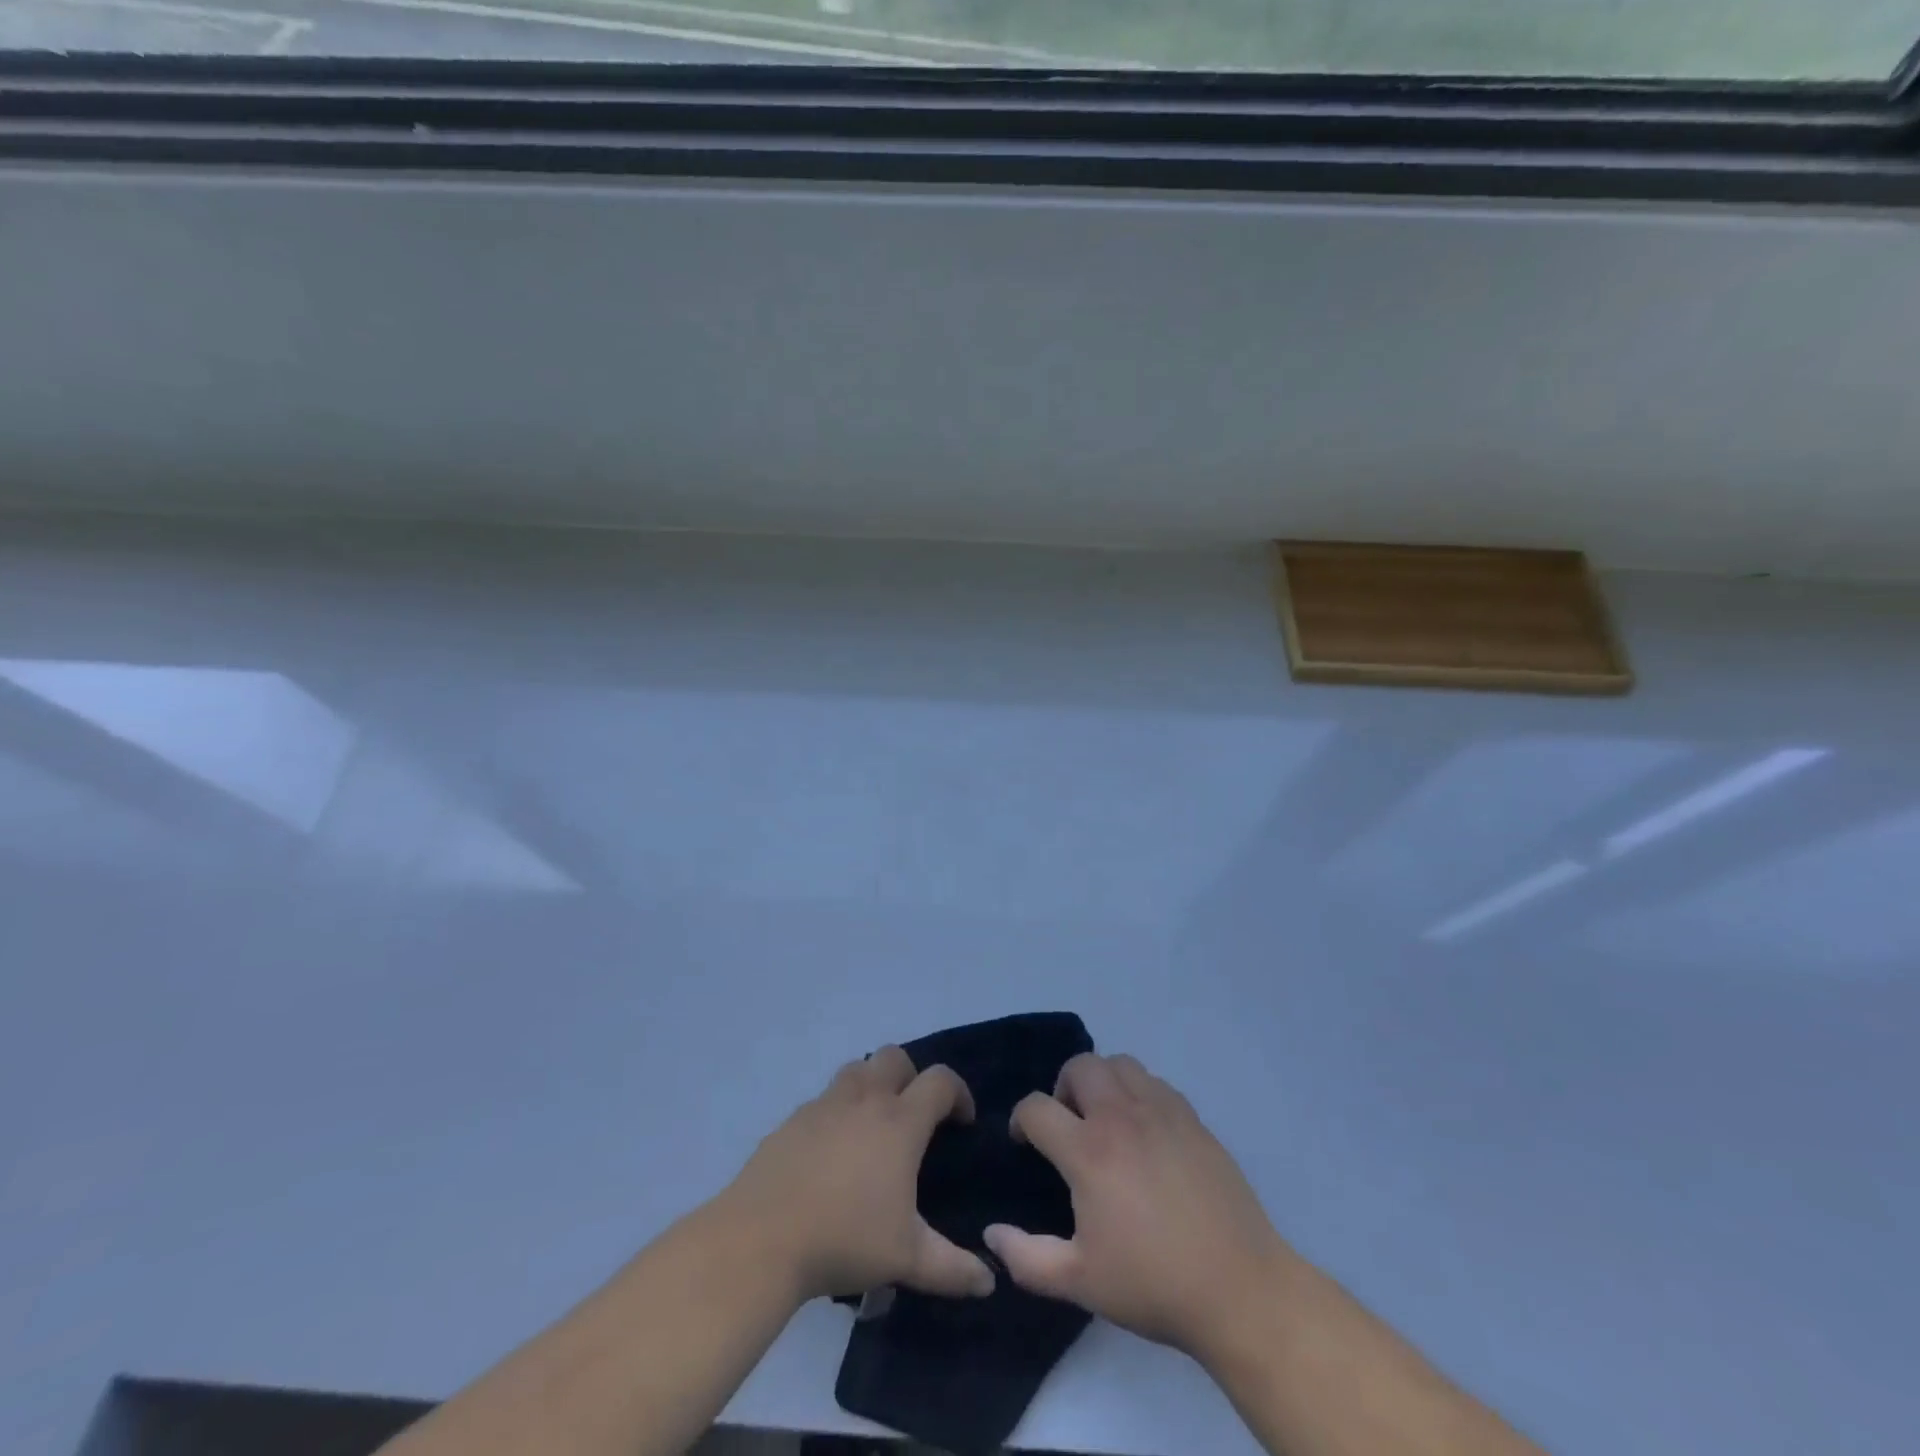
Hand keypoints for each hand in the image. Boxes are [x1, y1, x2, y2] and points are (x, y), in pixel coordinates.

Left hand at [717, 1046, 995, 1305]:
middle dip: (912, 1077)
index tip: (962, 1122)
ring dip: (873, 1084)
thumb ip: (953, 1268)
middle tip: (914, 1116)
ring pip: (857, 1069)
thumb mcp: (906, 1259)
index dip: (958, 1093)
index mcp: (899, 1122)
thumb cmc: (844, 1240)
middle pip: (895, 1057)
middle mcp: (864, 1100)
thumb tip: (989, 1282)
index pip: (940, 1082)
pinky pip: (824, 1100)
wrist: (761, 1239)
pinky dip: (837, 1112)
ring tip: (873, 1126)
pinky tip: (832, 1153)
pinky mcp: (792, 1120)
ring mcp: (824, 1105)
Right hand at [982, 1053, 1291, 1362]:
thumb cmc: (1153, 1285)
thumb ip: (1027, 1258)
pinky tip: (1144, 1130)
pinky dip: (1137, 1092)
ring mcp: (1161, 1111)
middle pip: (1079, 1065)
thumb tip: (991, 1233)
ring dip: (1101, 1082)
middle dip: (1061, 1087)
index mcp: (1088, 1151)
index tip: (1025, 1143)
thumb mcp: (1079, 1282)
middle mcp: (1121, 1116)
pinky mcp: (1192, 1118)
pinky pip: (1155, 1082)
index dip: (1021, 1120)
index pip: (1037, 1106)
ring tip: (1105, 1120)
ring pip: (1119, 1063)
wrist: (1240, 1289)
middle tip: (1067, 1125)